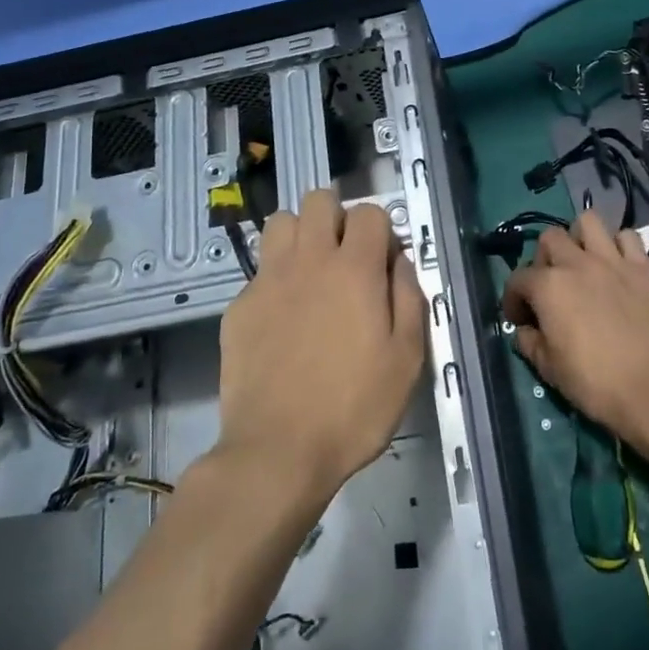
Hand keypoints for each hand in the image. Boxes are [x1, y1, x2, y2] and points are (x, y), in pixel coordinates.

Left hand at [216, 189, 426, 501]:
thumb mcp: (406, 358)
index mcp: (355, 269)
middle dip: (336, 217)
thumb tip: (399, 261)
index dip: (381, 230)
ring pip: (281, 222)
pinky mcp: (239, 305)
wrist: (278, 450)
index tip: (383, 263)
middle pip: (318, 200)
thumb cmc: (354, 407)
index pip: (369, 212)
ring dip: (300, 235)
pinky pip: (259, 268)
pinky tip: (282, 317)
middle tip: (345, 257)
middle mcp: (310, 260)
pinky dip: (275, 278)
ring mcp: (268, 279)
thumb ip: (408, 298)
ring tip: (310, 272)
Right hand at [503, 210, 648, 443]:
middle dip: (544, 259)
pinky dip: (619, 246)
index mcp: (548, 286)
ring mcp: (612, 261)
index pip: (517, 279)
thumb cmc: (594, 382)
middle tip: (551, 287)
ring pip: (588, 221)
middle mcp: (576, 263)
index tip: (521, 320)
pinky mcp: (643, 267)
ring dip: (580, 238)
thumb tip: (525, 331)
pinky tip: (617, 266)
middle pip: (549, 238)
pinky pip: (627, 237)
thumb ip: (530, 342)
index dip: (513, 299)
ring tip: (583, 263)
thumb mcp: (548, 368)